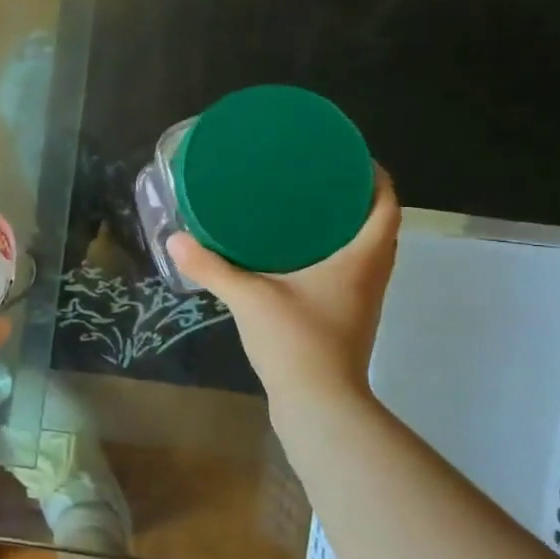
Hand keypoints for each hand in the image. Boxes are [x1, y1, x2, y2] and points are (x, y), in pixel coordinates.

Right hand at [168, 168, 400, 412]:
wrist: (318, 404)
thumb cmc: (296, 342)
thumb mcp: (249, 298)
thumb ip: (211, 267)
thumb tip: (174, 238)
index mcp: (361, 258)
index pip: (385, 204)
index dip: (373, 176)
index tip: (344, 154)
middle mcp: (370, 274)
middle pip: (376, 224)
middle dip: (352, 197)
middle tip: (313, 176)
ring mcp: (362, 299)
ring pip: (363, 250)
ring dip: (343, 227)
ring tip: (302, 208)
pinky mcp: (346, 318)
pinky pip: (348, 271)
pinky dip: (331, 254)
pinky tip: (293, 255)